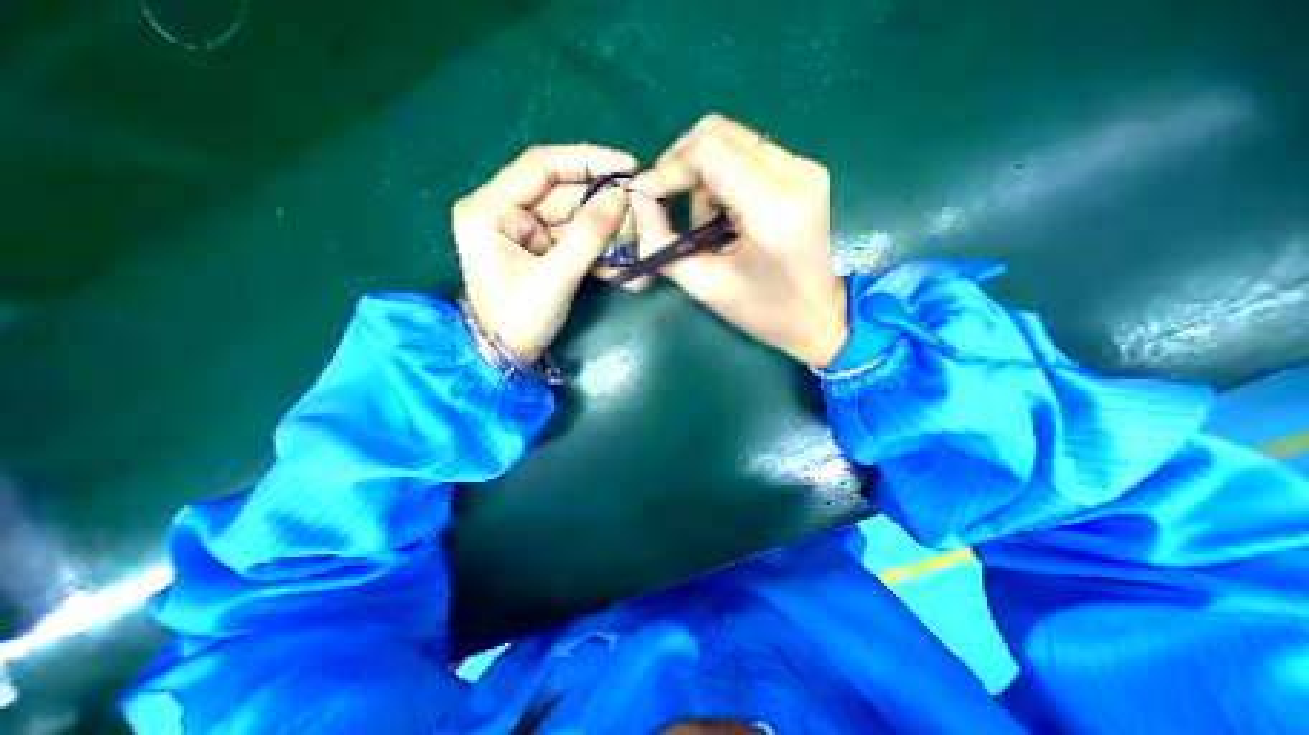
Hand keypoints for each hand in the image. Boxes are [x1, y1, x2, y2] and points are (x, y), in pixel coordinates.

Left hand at [454, 143, 637, 360]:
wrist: (504, 356)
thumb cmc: (518, 320)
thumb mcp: (555, 278)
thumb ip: (588, 236)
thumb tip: (621, 197)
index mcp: (490, 208)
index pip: (541, 165)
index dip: (587, 160)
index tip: (628, 166)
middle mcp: (503, 210)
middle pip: (561, 192)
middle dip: (602, 203)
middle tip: (640, 209)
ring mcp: (521, 230)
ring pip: (571, 216)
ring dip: (604, 228)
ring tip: (636, 237)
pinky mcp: (536, 247)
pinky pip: (571, 237)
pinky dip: (595, 246)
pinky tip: (619, 257)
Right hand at [636, 115, 849, 368]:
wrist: (817, 314)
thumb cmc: (762, 311)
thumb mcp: (704, 285)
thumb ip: (661, 242)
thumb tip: (637, 199)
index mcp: (773, 210)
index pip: (709, 151)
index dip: (669, 168)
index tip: (647, 196)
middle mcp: (796, 174)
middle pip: (718, 133)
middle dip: (682, 167)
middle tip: (669, 205)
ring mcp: (805, 167)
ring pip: (730, 140)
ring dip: (703, 177)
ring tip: (708, 225)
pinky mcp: (804, 169)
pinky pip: (746, 152)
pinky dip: (722, 177)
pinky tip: (725, 214)